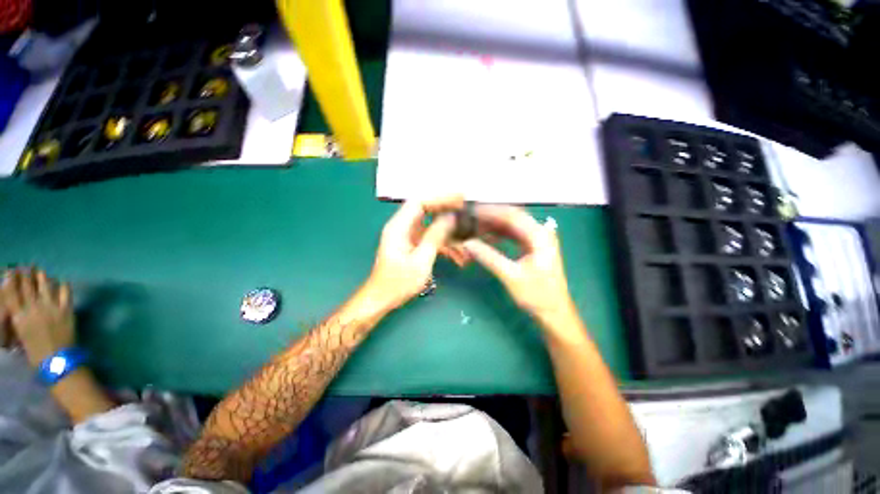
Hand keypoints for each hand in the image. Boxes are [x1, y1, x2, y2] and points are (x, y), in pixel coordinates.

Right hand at [0, 268, 73, 365]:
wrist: (58, 362)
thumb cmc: (37, 355)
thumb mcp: (21, 337)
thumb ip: (20, 322)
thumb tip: (18, 312)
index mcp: (19, 317)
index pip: (12, 294)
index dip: (12, 280)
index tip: (12, 271)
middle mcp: (33, 309)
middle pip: (28, 287)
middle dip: (26, 275)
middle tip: (26, 266)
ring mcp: (51, 308)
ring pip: (45, 286)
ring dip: (43, 277)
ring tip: (41, 271)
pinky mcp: (66, 310)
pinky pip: (65, 293)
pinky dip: (63, 286)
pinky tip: (62, 281)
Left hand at [366, 196, 464, 310]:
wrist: (382, 299)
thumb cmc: (398, 283)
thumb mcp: (421, 261)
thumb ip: (435, 237)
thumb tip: (450, 217)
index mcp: (398, 227)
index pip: (419, 202)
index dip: (440, 198)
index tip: (459, 198)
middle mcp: (402, 227)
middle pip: (425, 210)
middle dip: (446, 210)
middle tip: (465, 209)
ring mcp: (407, 236)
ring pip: (430, 225)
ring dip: (447, 232)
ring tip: (465, 241)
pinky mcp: (412, 245)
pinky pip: (429, 238)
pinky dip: (443, 244)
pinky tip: (457, 256)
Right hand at [462, 205, 575, 323]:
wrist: (554, 313)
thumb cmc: (536, 295)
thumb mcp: (510, 276)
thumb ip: (489, 257)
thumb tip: (467, 243)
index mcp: (539, 236)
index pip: (512, 216)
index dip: (491, 212)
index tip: (472, 212)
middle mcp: (540, 232)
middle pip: (512, 217)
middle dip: (491, 216)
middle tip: (470, 217)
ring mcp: (537, 239)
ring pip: (512, 225)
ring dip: (494, 224)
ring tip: (475, 226)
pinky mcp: (532, 247)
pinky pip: (513, 234)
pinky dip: (500, 234)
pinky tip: (487, 236)